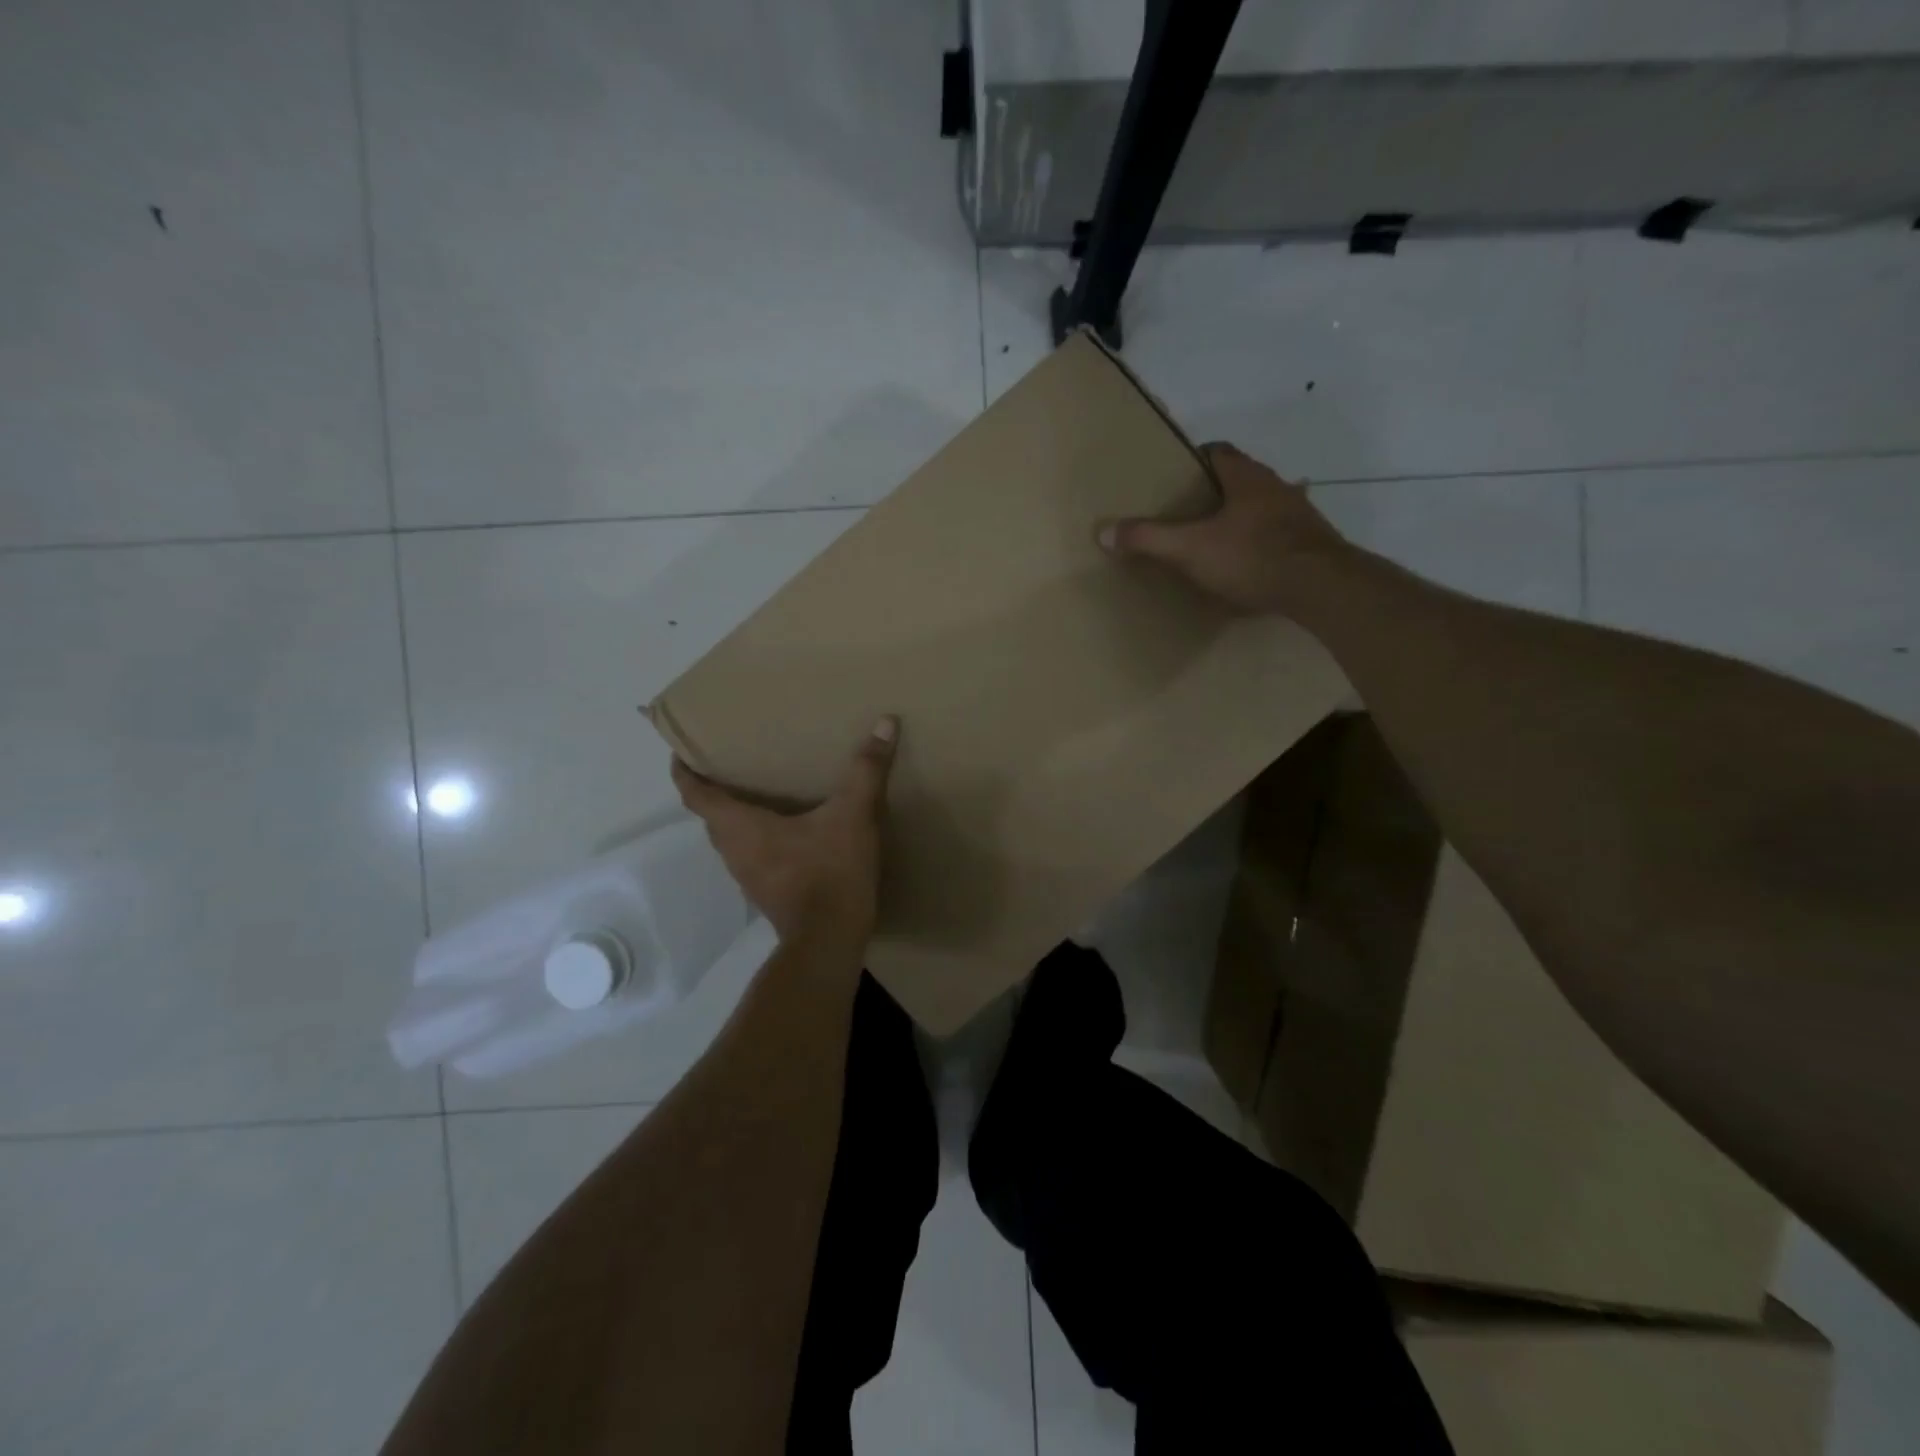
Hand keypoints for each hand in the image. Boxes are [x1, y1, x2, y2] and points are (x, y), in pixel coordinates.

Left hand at [672, 717, 898, 945]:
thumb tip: (884, 722)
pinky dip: (756, 838)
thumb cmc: (830, 871)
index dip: (684, 773)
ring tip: (756, 793)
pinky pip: (750, 856)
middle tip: (728, 765)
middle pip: (710, 816)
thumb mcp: (852, 816)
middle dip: (712, 791)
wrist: (831, 940)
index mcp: (740, 827)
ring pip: (730, 839)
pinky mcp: (767, 893)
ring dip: (734, 817)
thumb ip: (866, 770)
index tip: (680, 754)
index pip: (696, 795)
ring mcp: (748, 876)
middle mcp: (734, 851)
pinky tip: (786, 831)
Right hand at [1097, 442, 1348, 614]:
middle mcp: (1276, 487)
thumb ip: (1148, 538)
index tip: (1177, 476)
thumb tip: (1104, 531)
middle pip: (1242, 479)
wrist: (1321, 586)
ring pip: (1263, 507)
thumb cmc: (1252, 556)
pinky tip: (1250, 564)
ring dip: (1242, 518)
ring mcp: (1299, 515)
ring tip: (1217, 540)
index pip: (1219, 452)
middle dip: (1216, 492)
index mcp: (1246, 478)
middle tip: (1189, 512)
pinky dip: (1262, 543)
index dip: (1196, 459)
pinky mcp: (1313, 543)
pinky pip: (1280, 535)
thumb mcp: (1190, 549)